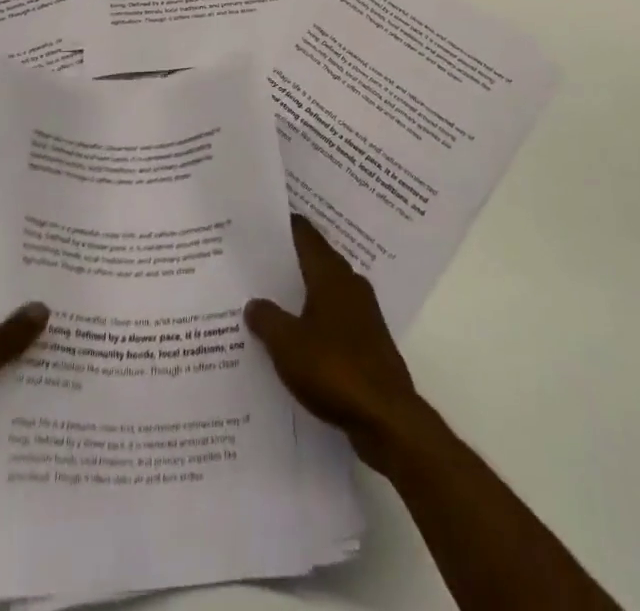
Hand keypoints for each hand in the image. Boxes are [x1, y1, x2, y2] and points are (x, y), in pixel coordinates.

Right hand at [244, 215, 421, 461]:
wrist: (386, 417)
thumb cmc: (334, 369)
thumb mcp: (287, 344)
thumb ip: (267, 319)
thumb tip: (253, 302)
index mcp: (331, 275)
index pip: (306, 236)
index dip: (285, 227)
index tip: (262, 222)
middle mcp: (350, 285)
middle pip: (317, 261)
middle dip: (291, 260)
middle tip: (259, 261)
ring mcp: (363, 314)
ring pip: (326, 292)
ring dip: (303, 294)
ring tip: (271, 300)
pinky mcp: (369, 343)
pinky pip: (335, 321)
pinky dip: (316, 322)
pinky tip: (297, 339)